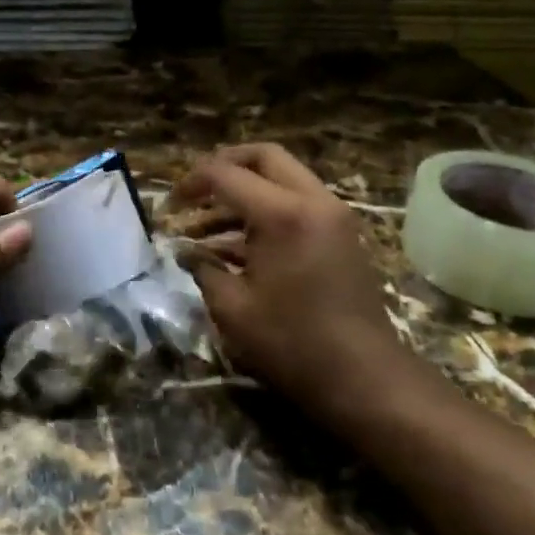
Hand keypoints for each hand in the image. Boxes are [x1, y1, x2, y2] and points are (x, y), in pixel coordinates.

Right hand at [175, 144, 412, 423]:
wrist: (366, 378)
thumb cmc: (293, 344)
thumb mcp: (233, 308)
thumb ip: (203, 268)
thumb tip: (184, 251)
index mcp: (283, 214)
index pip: (226, 174)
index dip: (191, 184)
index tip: (169, 206)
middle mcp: (313, 201)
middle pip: (263, 157)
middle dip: (224, 166)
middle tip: (195, 192)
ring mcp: (333, 215)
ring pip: (283, 177)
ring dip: (245, 190)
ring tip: (207, 225)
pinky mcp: (341, 234)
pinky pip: (298, 201)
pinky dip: (267, 209)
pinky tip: (237, 244)